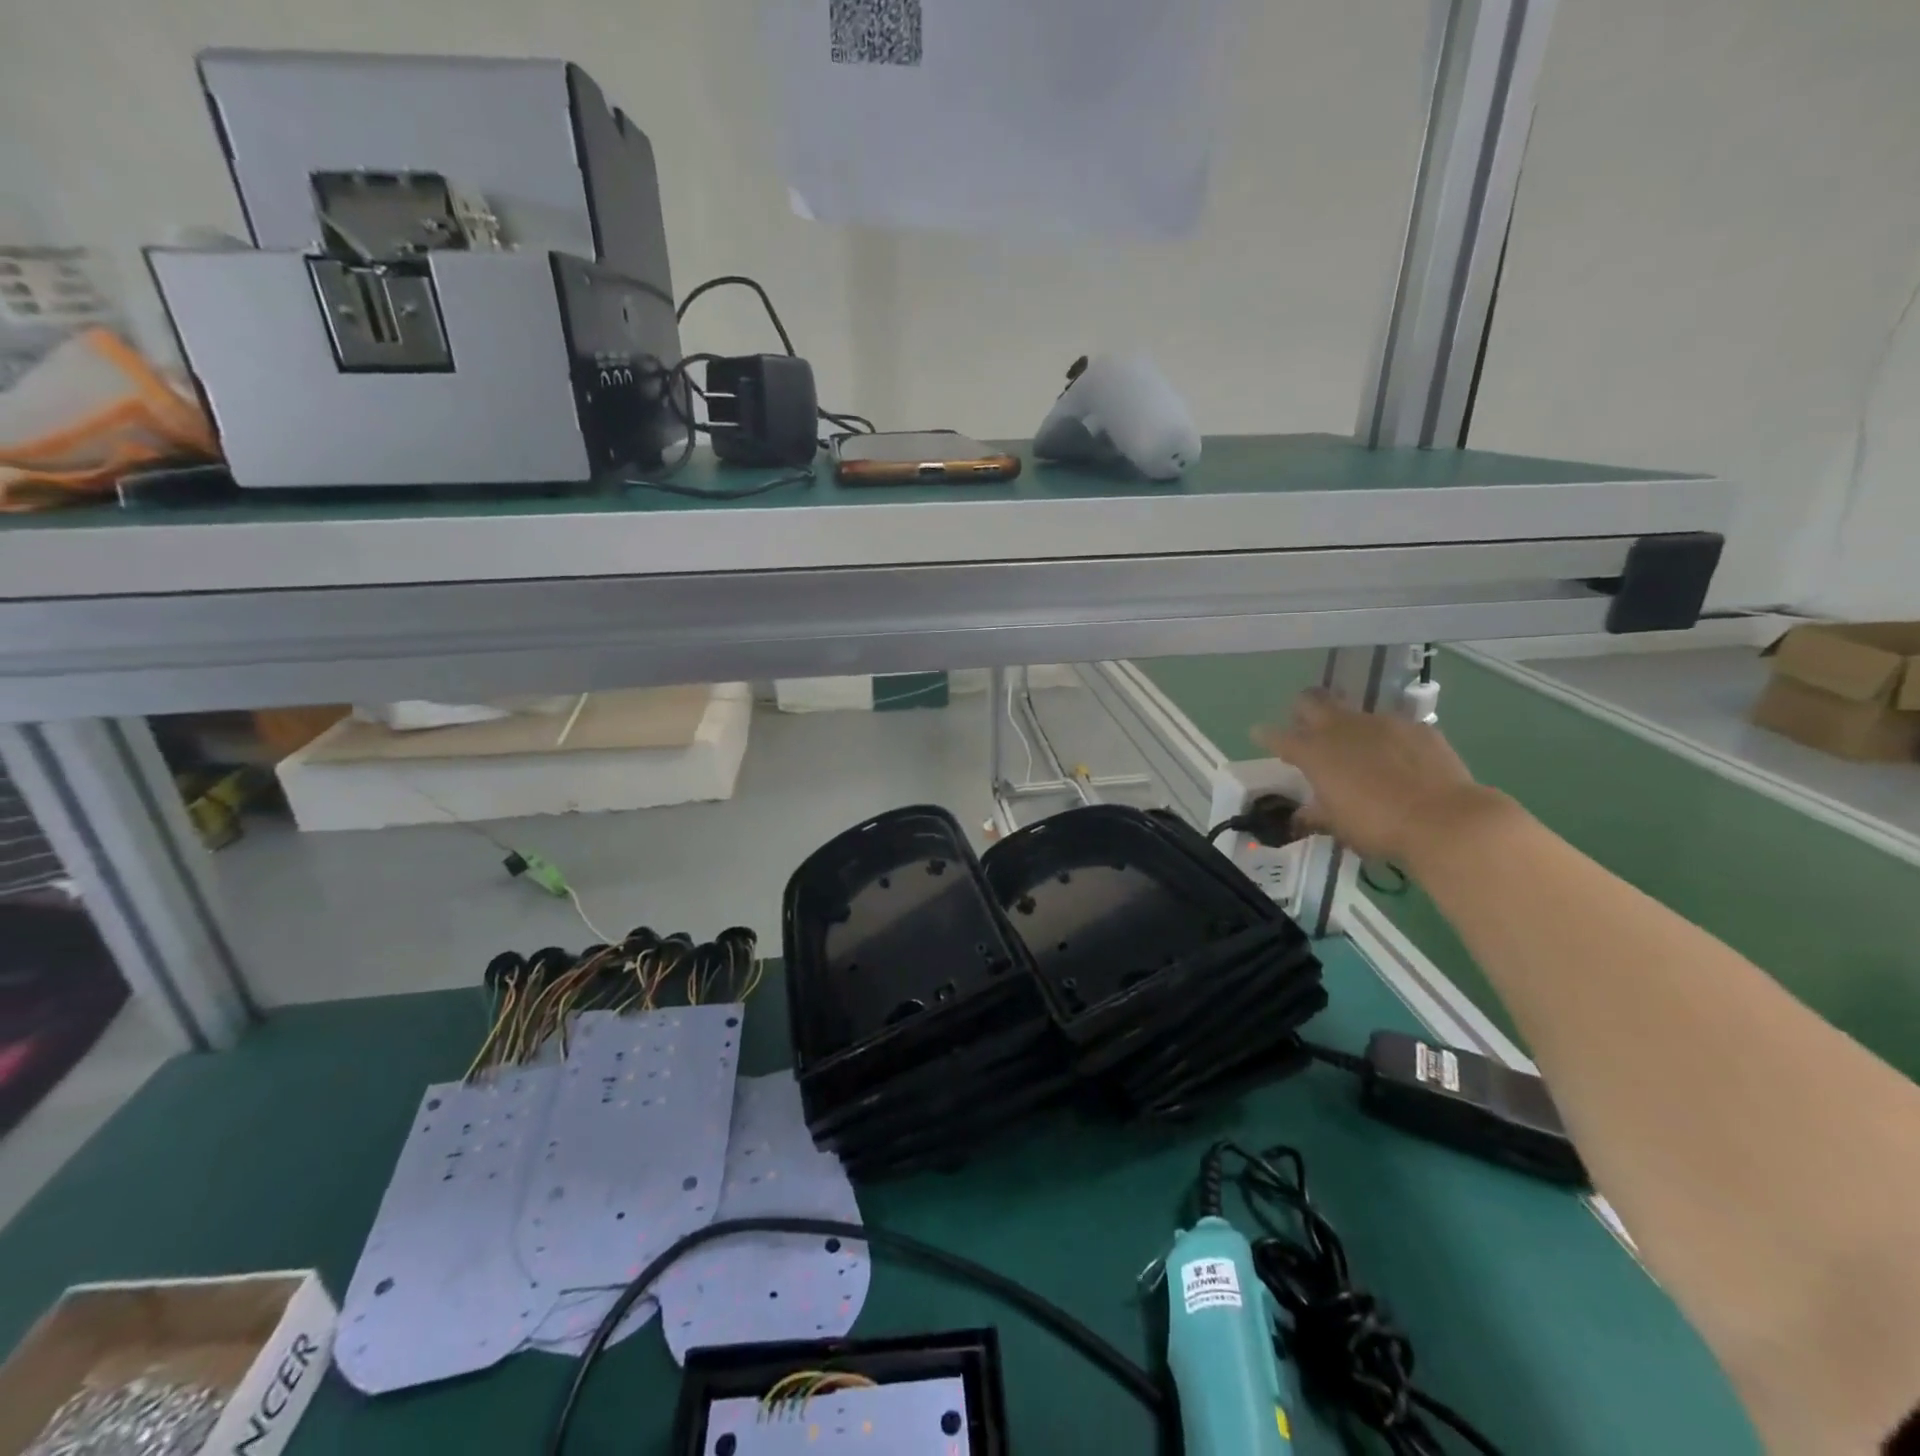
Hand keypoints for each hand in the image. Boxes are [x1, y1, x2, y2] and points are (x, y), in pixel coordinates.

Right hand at [1254, 688, 1503, 867]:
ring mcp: (1382, 723)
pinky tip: (1397, 759)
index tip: (1258, 734)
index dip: (1265, 735)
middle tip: (1304, 727)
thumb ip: (1316, 813)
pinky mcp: (1417, 728)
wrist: (1445, 820)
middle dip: (1301, 710)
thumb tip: (1303, 814)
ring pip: (1353, 711)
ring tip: (1356, 749)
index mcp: (1314, 752)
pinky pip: (1392, 726)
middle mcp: (1342, 728)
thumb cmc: (1377, 826)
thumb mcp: (1337, 825)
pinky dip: (1385, 739)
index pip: (1278, 736)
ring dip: (1347, 726)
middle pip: (1310, 700)